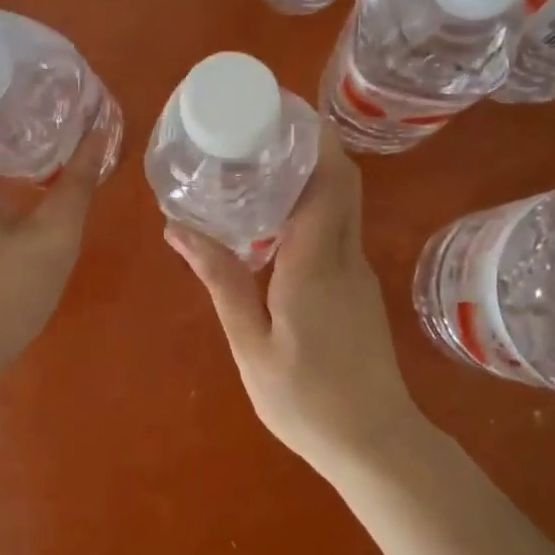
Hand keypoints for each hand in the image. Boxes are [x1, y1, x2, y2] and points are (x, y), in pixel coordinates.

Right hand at [165, 124, 426, 470]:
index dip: (313, 137)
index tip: (279, 110)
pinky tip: (273, 222)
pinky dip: (312, 208)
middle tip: (259, 131)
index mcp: (316, 263)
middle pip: (342, 180)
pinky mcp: (358, 288)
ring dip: (310, 175)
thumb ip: (221, 281)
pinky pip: (338, 229)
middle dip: (311, 145)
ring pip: (342, 204)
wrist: (374, 443)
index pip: (329, 179)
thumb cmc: (306, 400)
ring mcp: (358, 272)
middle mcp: (345, 256)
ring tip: (257, 167)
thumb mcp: (251, 343)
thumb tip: (179, 229)